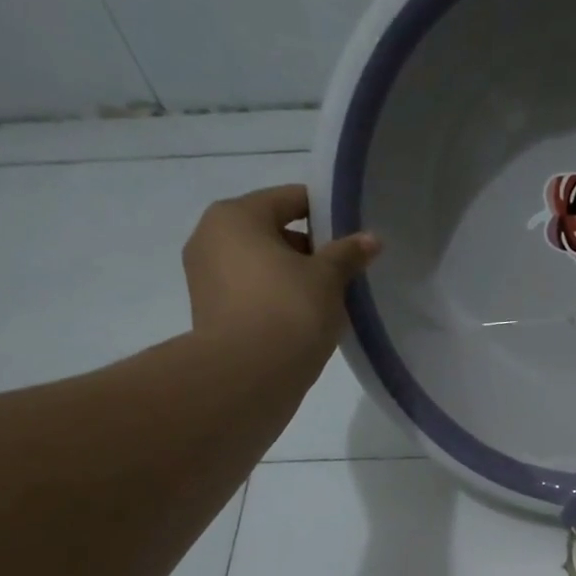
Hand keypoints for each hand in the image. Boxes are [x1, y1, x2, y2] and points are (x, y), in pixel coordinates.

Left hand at [182, 184, 378, 364]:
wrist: (247, 376)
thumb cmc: (289, 311)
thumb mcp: (328, 278)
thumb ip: (348, 254)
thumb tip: (371, 239)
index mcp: (235, 216)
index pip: (289, 199)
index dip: (324, 212)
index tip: (351, 233)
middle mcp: (211, 238)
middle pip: (272, 232)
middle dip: (308, 250)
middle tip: (342, 273)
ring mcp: (205, 277)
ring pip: (261, 266)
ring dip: (292, 277)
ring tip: (326, 300)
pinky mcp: (210, 312)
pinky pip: (252, 293)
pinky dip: (276, 299)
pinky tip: (303, 320)